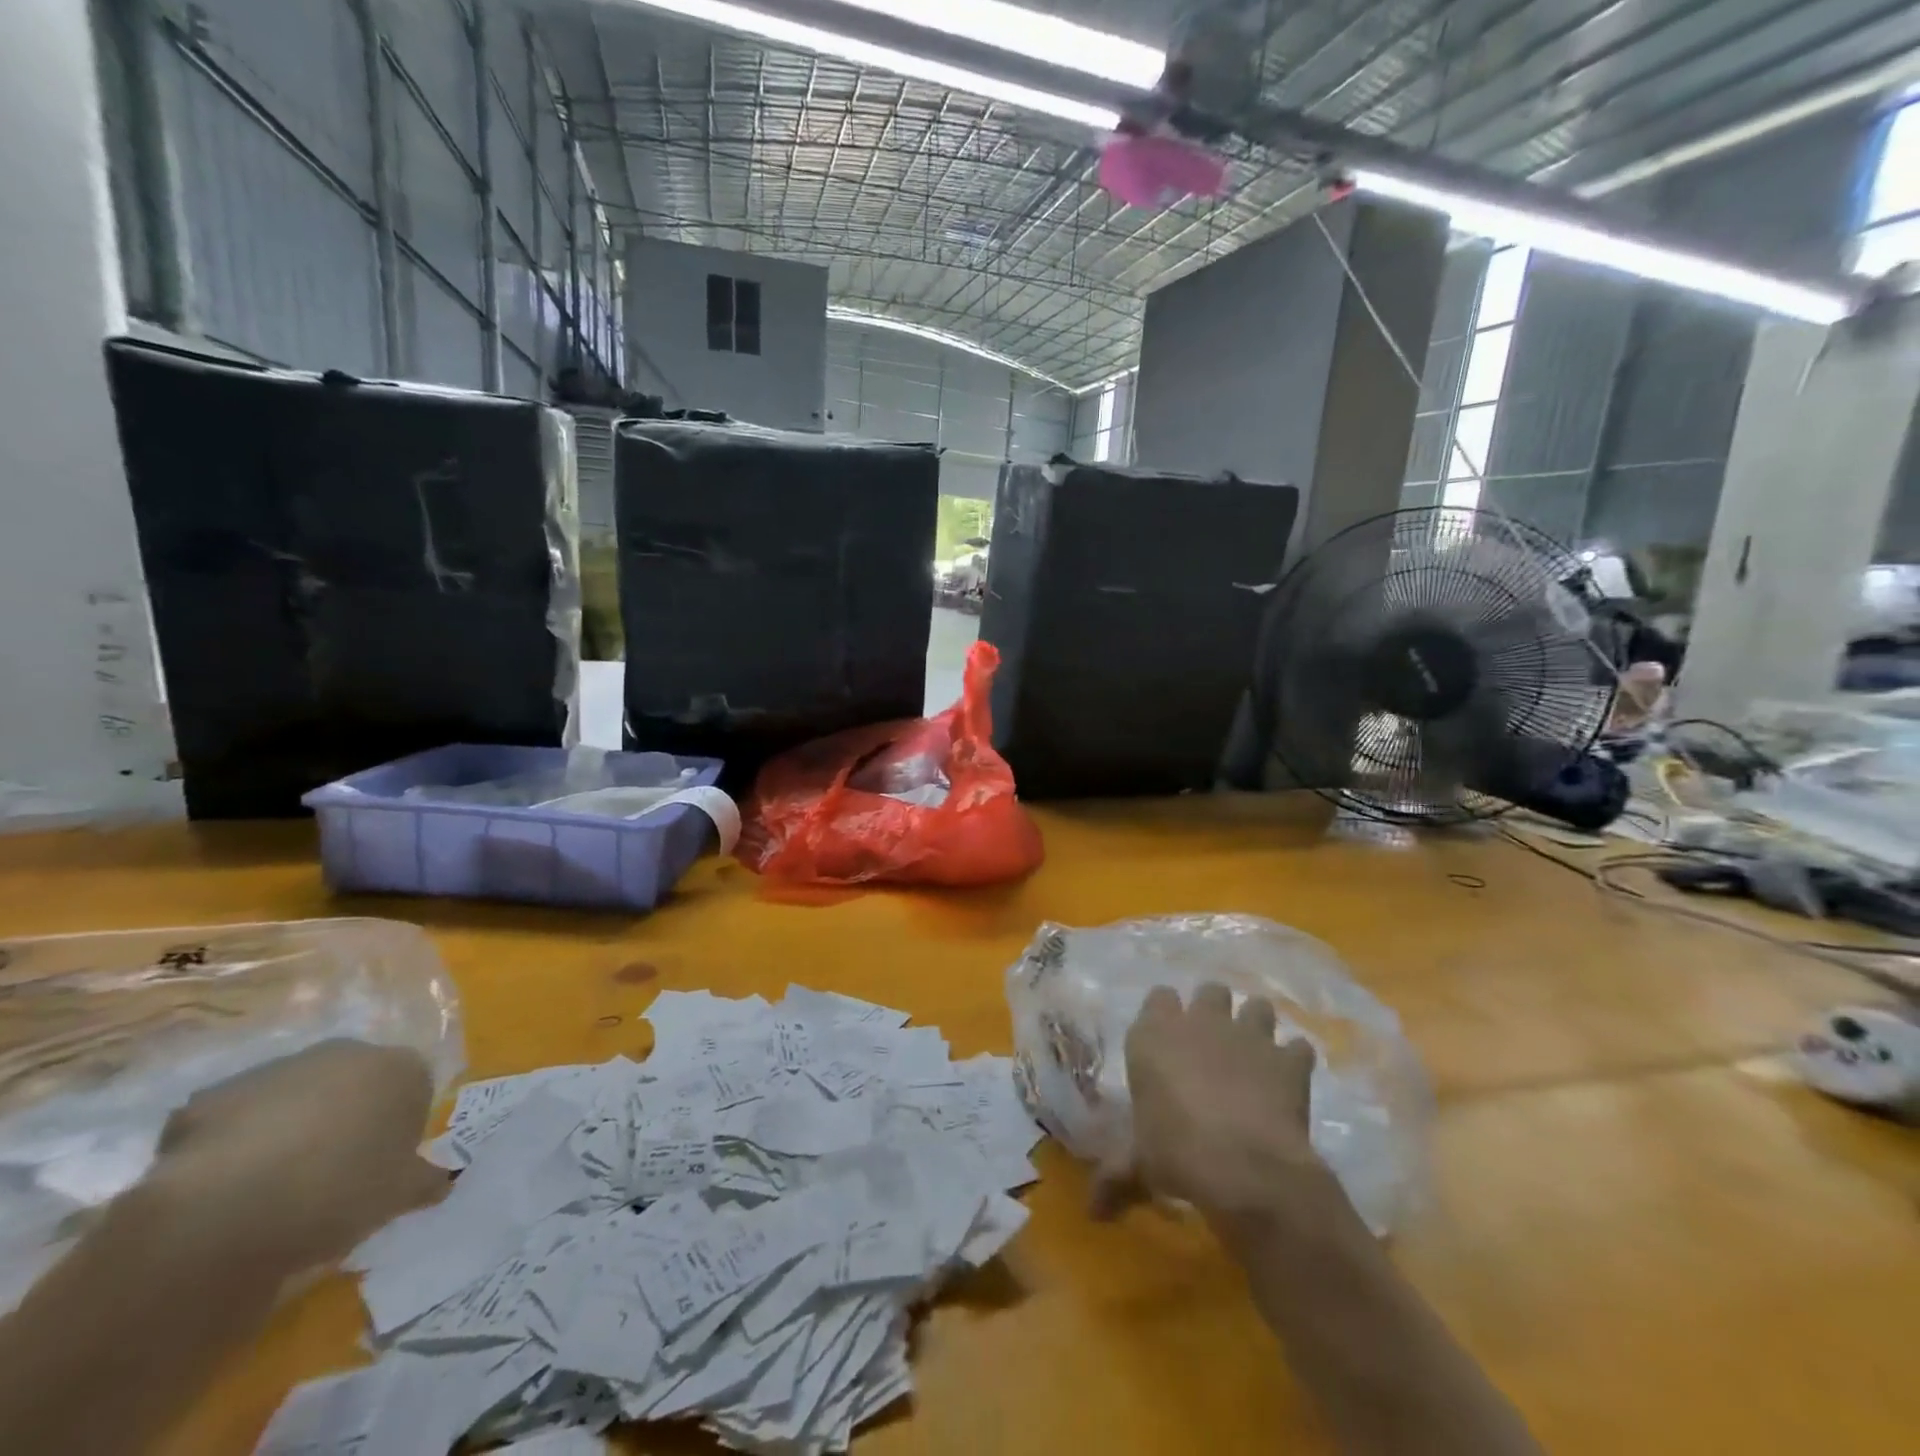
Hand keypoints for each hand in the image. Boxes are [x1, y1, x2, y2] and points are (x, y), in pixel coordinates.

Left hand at [148, 1040, 447, 1270]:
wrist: (225, 1209)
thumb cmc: (338, 1192)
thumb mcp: (399, 1197)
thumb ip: (426, 1181)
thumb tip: (442, 1181)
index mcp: (403, 1069)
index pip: (413, 1091)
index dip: (398, 1130)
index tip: (380, 1168)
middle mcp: (348, 1053)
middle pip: (355, 1084)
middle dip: (345, 1117)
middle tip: (329, 1173)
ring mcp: (278, 1068)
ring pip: (295, 1096)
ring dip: (290, 1125)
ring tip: (271, 1185)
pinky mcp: (214, 1095)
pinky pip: (235, 1117)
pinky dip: (234, 1141)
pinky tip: (224, 1186)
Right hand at [1092, 983, 1324, 1226]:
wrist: (1242, 1164)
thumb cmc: (1175, 1151)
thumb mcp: (1139, 1164)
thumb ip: (1117, 1176)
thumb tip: (1093, 1213)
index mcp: (1155, 1033)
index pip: (1159, 997)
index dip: (1166, 1014)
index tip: (1169, 1037)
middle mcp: (1200, 1021)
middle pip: (1211, 991)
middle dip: (1214, 1010)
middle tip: (1213, 1042)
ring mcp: (1248, 1035)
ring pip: (1258, 1007)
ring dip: (1257, 1025)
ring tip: (1255, 1054)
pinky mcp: (1288, 1060)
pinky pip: (1298, 1047)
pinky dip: (1295, 1060)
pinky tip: (1290, 1081)